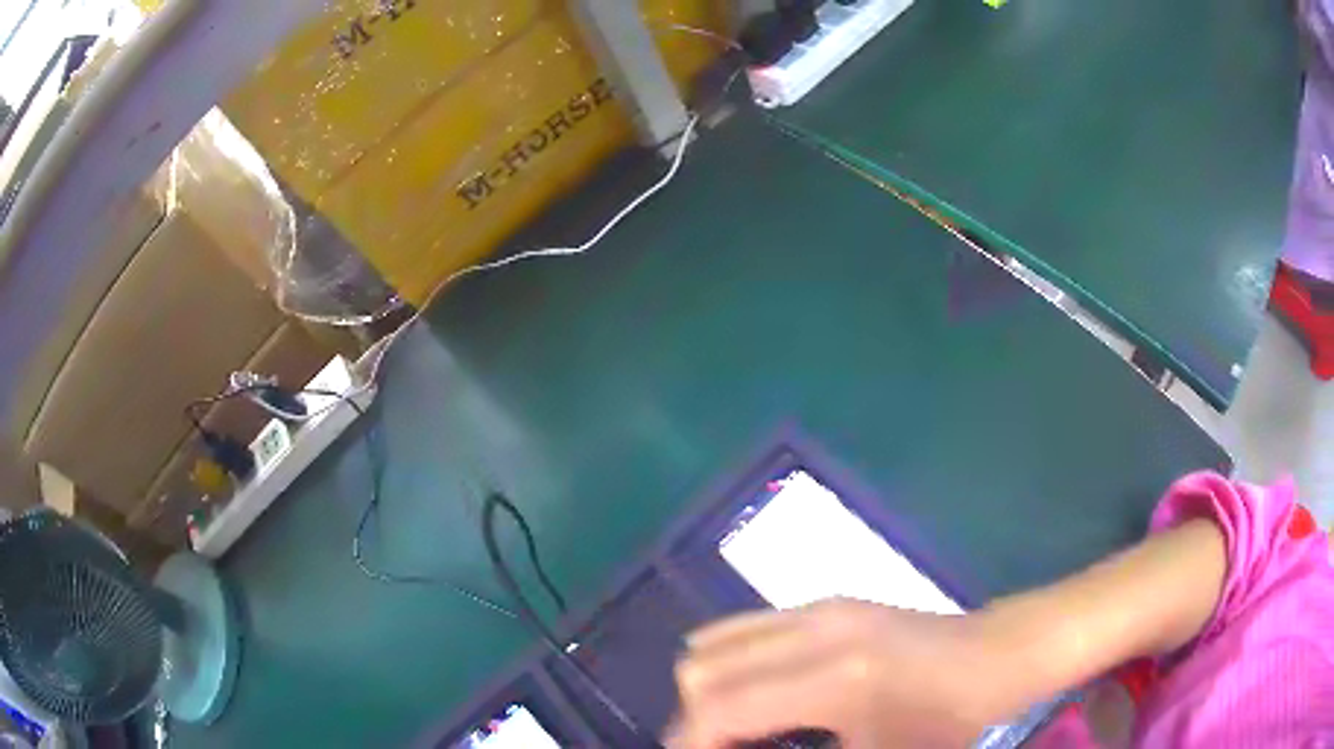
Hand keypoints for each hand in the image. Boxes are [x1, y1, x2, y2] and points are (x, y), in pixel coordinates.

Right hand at [668, 598, 1022, 748]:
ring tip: (733, 725)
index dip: (691, 743)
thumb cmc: (946, 724)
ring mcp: (820, 607)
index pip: (721, 708)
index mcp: (835, 679)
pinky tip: (756, 692)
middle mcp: (816, 630)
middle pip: (702, 669)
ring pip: (715, 641)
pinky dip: (729, 663)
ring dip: (709, 689)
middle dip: (694, 719)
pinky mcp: (827, 601)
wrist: (994, 657)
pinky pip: (744, 626)